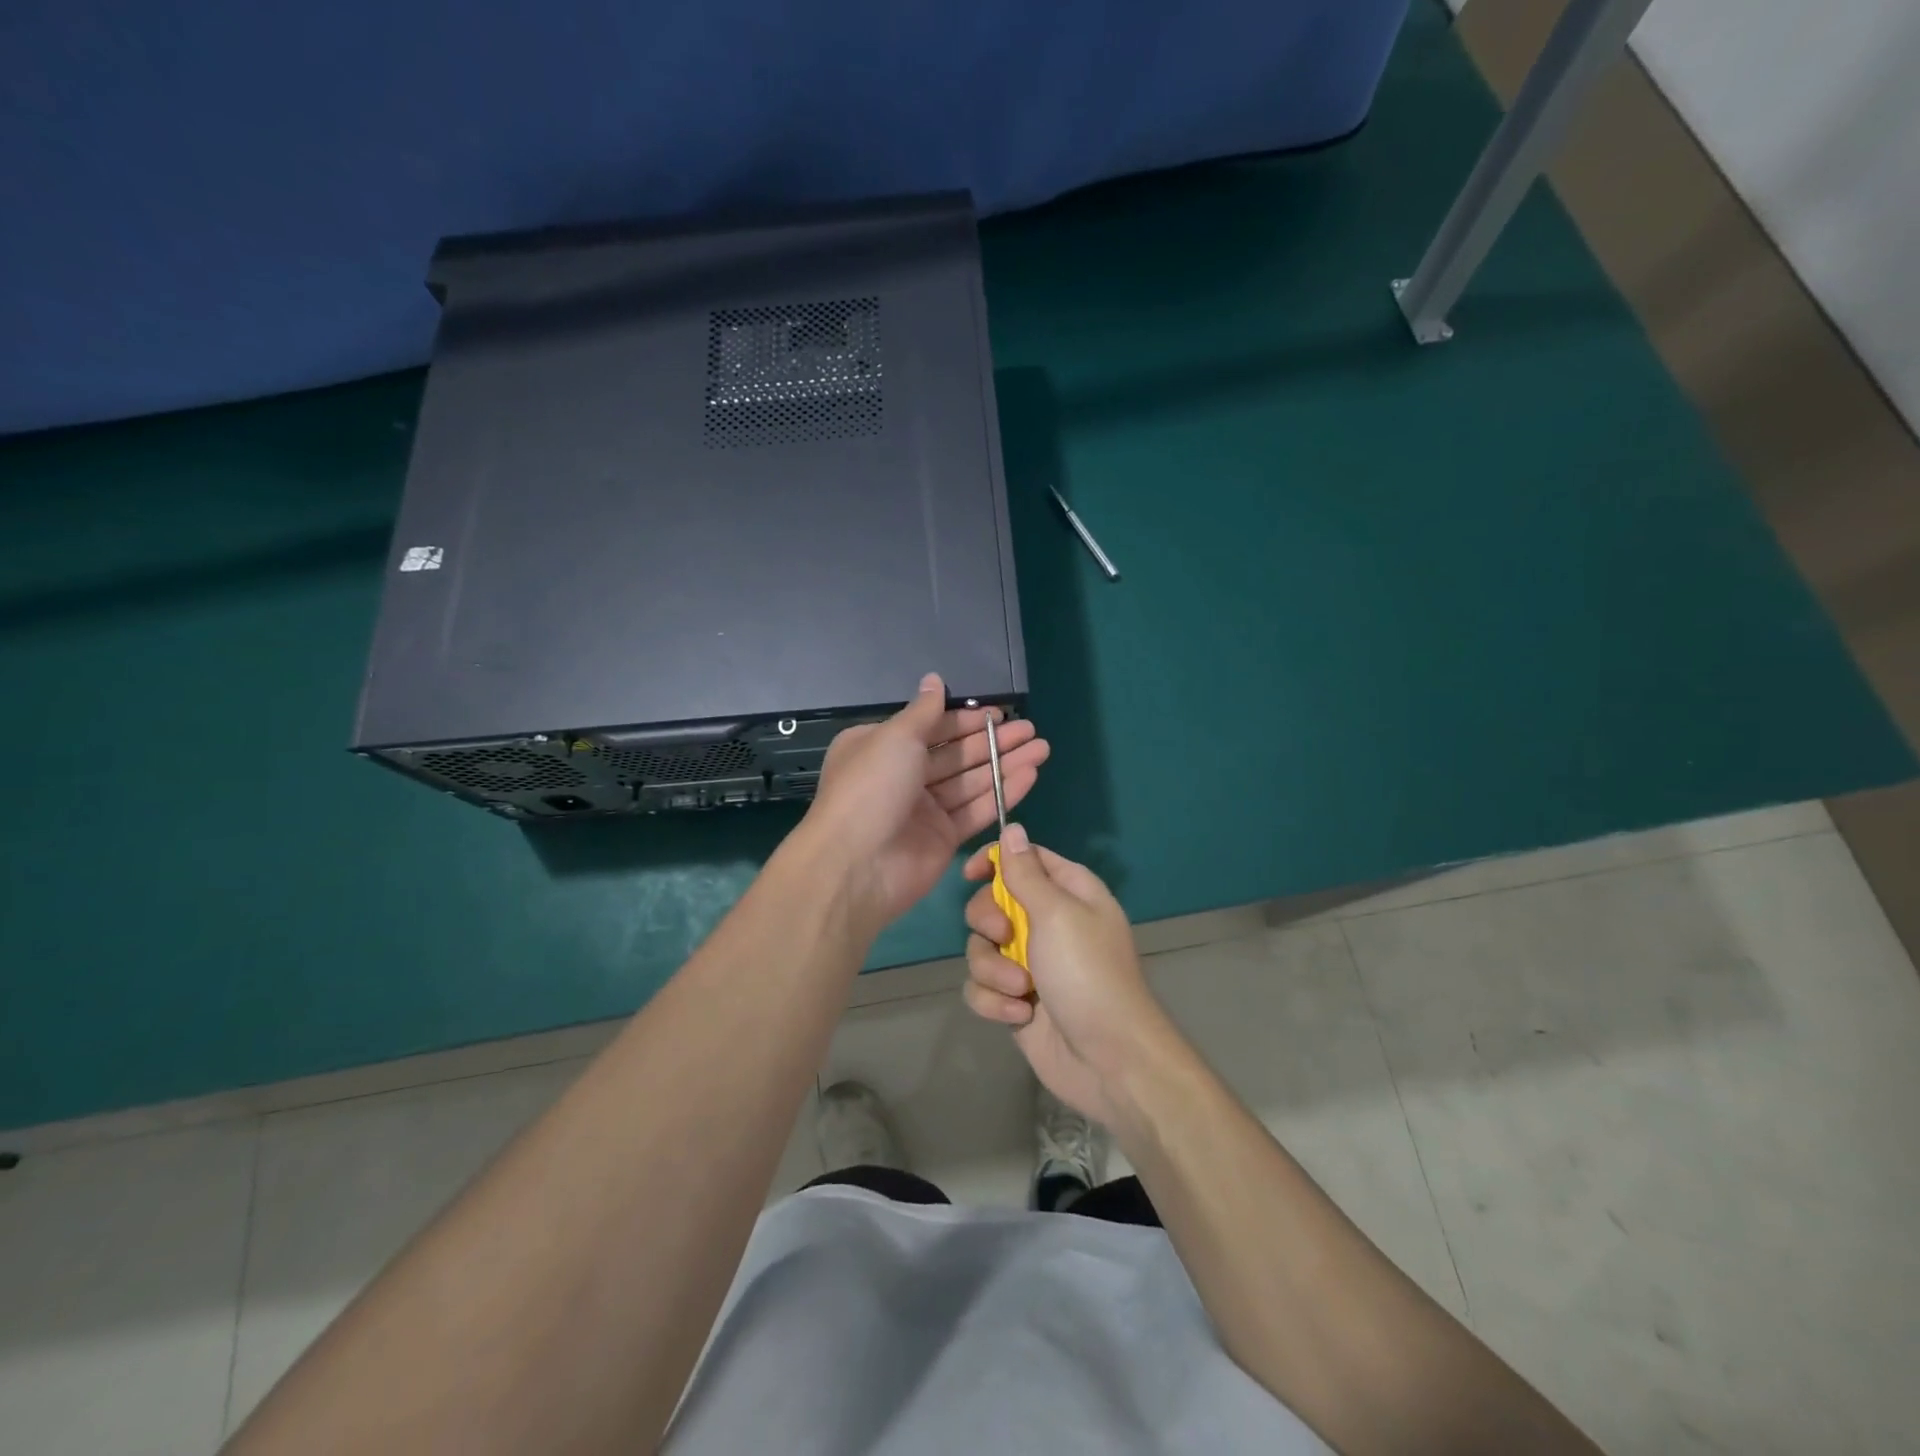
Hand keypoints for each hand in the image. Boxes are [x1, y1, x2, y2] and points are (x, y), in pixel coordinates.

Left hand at [803, 673, 1048, 932]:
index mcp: (881, 748)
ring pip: (971, 782)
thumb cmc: (871, 788)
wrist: (857, 866)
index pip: (932, 728)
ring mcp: (924, 810)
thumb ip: (923, 711)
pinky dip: (1003, 793)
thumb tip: (933, 679)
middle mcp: (902, 776)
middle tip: (1032, 731)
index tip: (1001, 714)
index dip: (967, 720)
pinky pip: (977, 810)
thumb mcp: (894, 738)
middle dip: (993, 742)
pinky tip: (1030, 776)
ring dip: (1005, 765)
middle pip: (956, 754)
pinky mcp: (943, 838)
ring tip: (1042, 749)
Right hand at [960, 826, 1177, 1127]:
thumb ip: (1026, 873)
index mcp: (1067, 892)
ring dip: (993, 971)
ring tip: (1022, 991)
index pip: (1024, 859)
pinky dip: (995, 1002)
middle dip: (989, 924)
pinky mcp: (1015, 999)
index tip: (971, 874)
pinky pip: (982, 988)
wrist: (1108, 1060)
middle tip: (1006, 939)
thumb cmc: (1087, 974)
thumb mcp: (1057, 913)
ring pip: (980, 948)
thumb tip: (1013, 829)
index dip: (995, 861)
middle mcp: (1047, 922)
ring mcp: (1030, 963)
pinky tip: (1021, 1017)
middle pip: (991, 903)